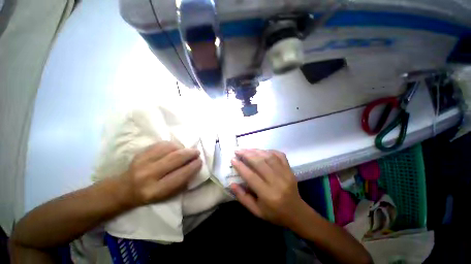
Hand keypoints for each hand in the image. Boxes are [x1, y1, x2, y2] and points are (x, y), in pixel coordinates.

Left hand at [119, 141, 201, 207]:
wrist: (124, 189)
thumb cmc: (150, 194)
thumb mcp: (167, 195)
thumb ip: (181, 182)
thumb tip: (194, 167)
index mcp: (156, 190)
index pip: (180, 175)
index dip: (193, 167)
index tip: (200, 161)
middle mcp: (148, 175)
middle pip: (175, 159)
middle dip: (190, 153)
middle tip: (197, 152)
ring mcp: (143, 162)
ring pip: (169, 149)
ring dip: (182, 148)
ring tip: (186, 151)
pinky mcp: (141, 153)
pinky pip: (162, 144)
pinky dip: (173, 145)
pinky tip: (176, 148)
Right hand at [230, 149, 308, 227]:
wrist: (296, 213)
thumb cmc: (274, 213)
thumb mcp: (256, 211)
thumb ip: (243, 197)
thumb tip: (231, 183)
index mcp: (268, 194)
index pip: (251, 176)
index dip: (240, 166)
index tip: (232, 159)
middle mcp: (277, 182)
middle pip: (260, 163)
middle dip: (246, 154)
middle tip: (237, 151)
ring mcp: (285, 173)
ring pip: (269, 157)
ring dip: (256, 151)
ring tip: (246, 149)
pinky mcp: (289, 169)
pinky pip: (279, 155)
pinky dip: (269, 151)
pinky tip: (261, 151)